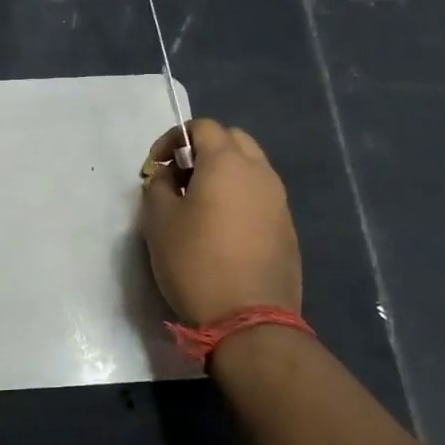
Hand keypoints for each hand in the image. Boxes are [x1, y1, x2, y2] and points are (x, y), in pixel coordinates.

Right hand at [140, 119, 302, 324]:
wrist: (248, 318)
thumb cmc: (194, 262)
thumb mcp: (158, 220)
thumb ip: (158, 186)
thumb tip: (169, 176)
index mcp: (227, 163)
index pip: (203, 127)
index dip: (174, 138)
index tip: (156, 165)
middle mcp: (260, 172)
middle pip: (233, 140)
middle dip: (204, 150)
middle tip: (180, 178)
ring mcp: (279, 200)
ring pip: (251, 168)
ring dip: (224, 173)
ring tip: (199, 203)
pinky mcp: (287, 227)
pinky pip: (260, 196)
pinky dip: (240, 197)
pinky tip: (222, 228)